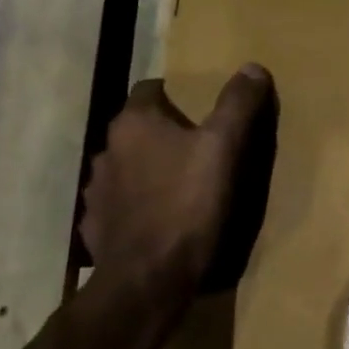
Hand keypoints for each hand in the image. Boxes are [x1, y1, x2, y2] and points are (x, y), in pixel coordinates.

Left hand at [80, 65, 277, 301]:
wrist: (148, 280)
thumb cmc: (188, 204)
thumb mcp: (224, 148)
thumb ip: (238, 104)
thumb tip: (252, 67)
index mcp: (134, 124)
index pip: (151, 89)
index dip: (177, 95)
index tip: (202, 110)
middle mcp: (107, 150)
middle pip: (139, 129)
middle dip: (164, 134)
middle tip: (200, 147)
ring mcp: (97, 192)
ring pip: (127, 166)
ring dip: (148, 169)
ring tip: (180, 185)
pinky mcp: (96, 227)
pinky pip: (120, 204)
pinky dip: (137, 205)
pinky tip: (160, 219)